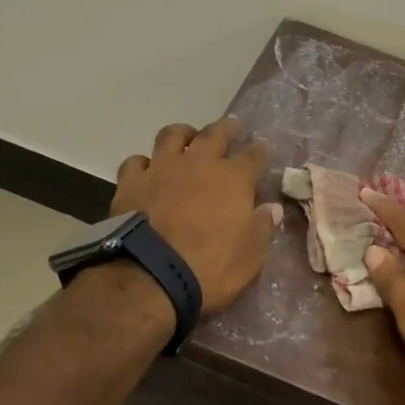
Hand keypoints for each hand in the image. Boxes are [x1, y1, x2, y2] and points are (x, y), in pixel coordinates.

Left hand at [111, 119, 280, 313]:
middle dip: (227, 128)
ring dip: (183, 134)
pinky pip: (136, 162)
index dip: (261, 151)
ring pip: (172, 135)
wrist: (150, 276)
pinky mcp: (131, 182)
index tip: (263, 149)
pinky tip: (147, 170)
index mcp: (234, 178)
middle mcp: (198, 163)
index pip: (254, 155)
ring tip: (187, 138)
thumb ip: (262, 227)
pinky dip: (144, 164)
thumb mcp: (250, 256)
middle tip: (232, 127)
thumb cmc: (210, 268)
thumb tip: (272, 208)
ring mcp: (161, 168)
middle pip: (215, 133)